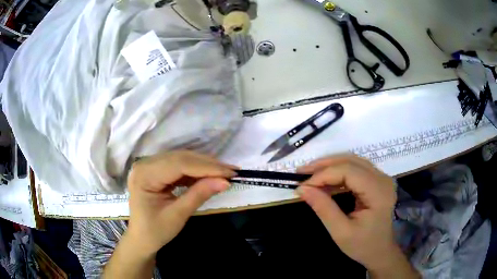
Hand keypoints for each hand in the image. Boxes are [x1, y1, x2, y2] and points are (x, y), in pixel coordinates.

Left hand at [126, 151, 236, 256]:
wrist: (142, 239)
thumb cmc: (156, 231)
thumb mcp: (178, 215)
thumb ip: (199, 195)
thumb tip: (225, 181)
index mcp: (144, 175)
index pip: (179, 164)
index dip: (206, 167)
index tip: (230, 172)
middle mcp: (144, 165)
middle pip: (180, 158)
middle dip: (208, 164)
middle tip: (231, 170)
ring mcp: (149, 166)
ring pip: (181, 159)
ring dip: (203, 165)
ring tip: (224, 172)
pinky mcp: (155, 170)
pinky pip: (178, 165)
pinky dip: (194, 170)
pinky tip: (208, 175)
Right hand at [296, 155, 413, 275]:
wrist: (380, 251)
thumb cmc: (363, 246)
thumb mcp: (341, 232)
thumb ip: (323, 208)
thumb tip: (302, 189)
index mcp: (378, 193)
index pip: (348, 172)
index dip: (323, 175)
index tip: (302, 186)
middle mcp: (383, 179)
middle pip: (351, 161)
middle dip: (324, 165)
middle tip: (301, 173)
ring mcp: (381, 178)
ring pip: (353, 161)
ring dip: (330, 165)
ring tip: (309, 174)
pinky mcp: (377, 180)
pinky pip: (355, 168)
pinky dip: (338, 171)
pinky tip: (325, 180)